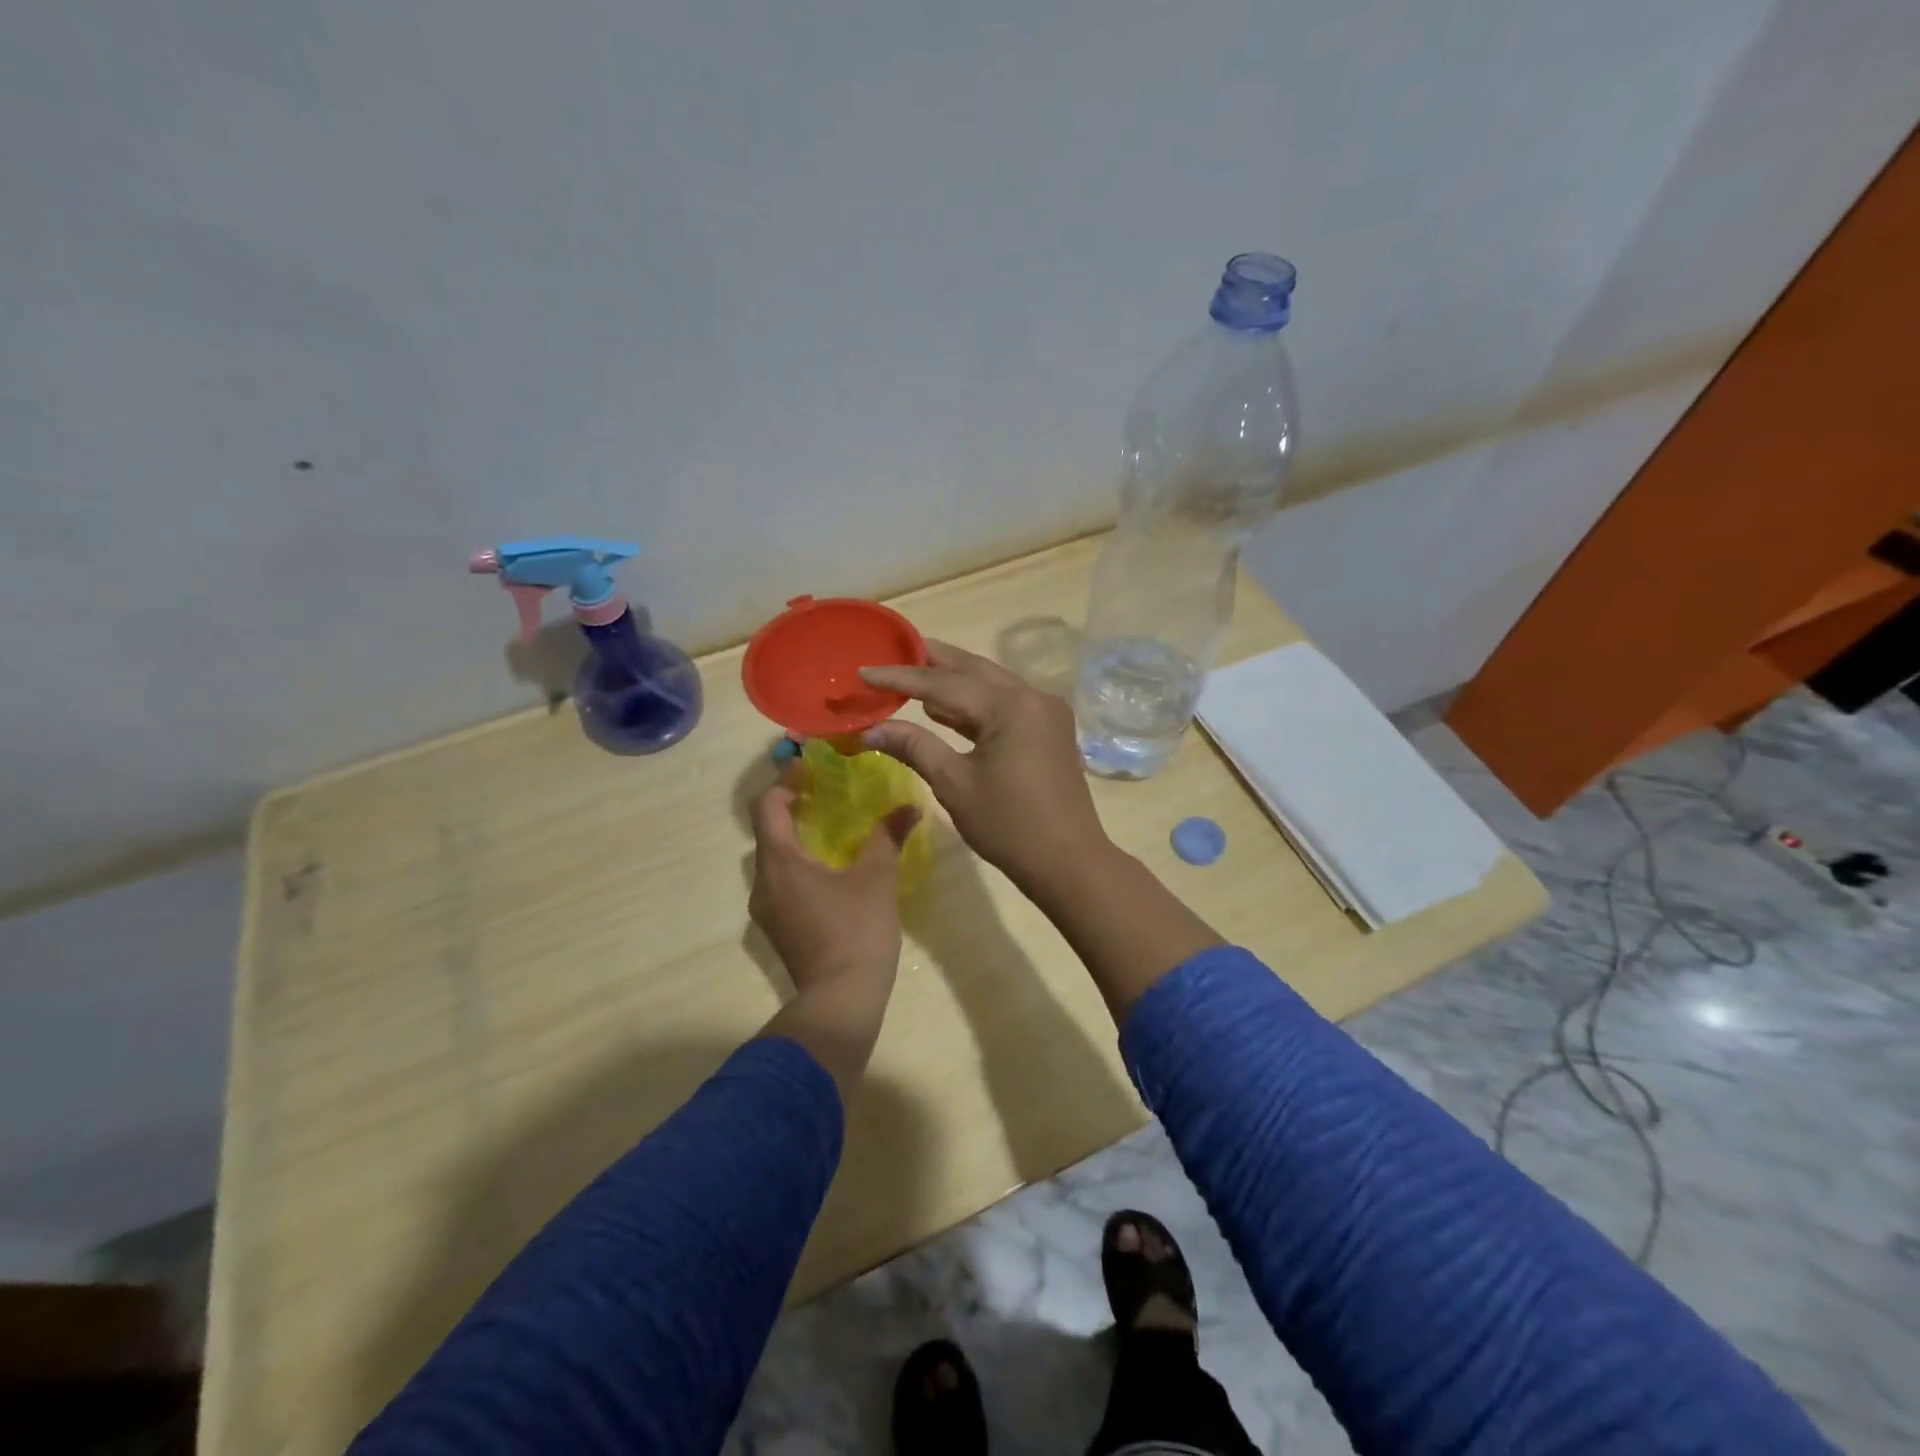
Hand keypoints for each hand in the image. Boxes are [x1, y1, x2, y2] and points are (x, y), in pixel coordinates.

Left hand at [748, 779, 919, 993]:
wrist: (841, 1000)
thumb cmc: (856, 931)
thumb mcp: (877, 878)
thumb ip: (888, 837)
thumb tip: (909, 807)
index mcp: (780, 862)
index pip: (767, 807)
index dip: (785, 782)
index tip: (810, 769)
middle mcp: (763, 882)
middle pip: (767, 831)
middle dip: (791, 808)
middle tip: (824, 793)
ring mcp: (766, 909)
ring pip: (772, 859)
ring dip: (794, 838)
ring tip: (829, 828)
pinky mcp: (778, 928)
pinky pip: (780, 881)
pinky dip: (797, 863)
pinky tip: (828, 869)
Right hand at [859, 640, 1111, 896]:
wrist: (1068, 862)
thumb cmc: (1009, 826)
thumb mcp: (954, 784)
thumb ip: (913, 747)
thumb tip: (869, 730)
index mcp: (1011, 706)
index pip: (943, 683)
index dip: (900, 677)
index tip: (864, 671)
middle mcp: (1032, 696)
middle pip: (972, 669)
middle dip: (931, 660)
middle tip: (891, 650)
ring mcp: (1045, 711)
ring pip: (990, 684)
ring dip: (952, 680)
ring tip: (911, 674)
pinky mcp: (1048, 729)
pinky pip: (1004, 704)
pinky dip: (973, 704)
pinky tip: (942, 708)